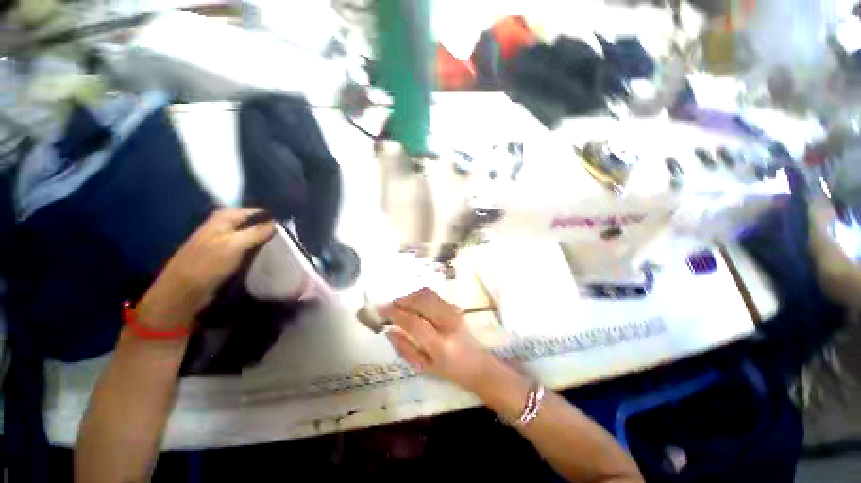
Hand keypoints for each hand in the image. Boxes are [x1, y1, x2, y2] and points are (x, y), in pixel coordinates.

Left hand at [137, 208, 274, 328]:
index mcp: (225, 217)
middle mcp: (224, 224)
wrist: (184, 290)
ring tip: (281, 247)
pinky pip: (247, 246)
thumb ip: (256, 232)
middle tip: (287, 239)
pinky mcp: (225, 252)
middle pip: (254, 223)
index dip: (272, 219)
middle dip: (269, 230)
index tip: (289, 229)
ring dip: (264, 240)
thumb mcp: (234, 245)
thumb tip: (277, 223)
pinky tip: (266, 254)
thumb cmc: (208, 264)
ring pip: (252, 235)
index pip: (257, 212)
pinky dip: (256, 249)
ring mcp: (224, 238)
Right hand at [380, 288, 491, 391]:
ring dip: (409, 297)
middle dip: (401, 301)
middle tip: (389, 308)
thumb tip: (389, 330)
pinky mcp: (455, 306)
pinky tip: (413, 306)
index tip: (380, 309)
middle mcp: (448, 322)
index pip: (414, 322)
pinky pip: (432, 295)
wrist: (478, 364)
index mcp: (440, 344)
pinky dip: (418, 296)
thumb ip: (404, 348)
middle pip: (420, 301)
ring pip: (426, 294)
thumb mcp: (424, 367)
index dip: (395, 313)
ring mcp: (453, 311)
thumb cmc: (450, 372)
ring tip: (400, 306)